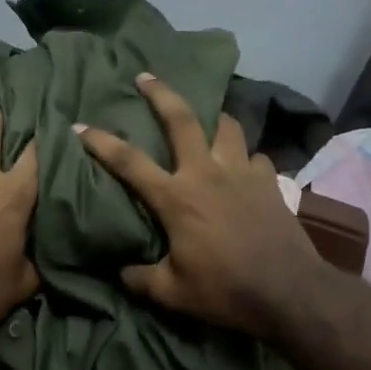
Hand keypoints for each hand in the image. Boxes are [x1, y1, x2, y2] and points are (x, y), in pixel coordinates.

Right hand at [76, 73, 321, 341]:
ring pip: (226, 127)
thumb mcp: (172, 294)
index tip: (79, 125)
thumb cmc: (225, 291)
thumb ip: (141, 279)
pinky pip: (255, 157)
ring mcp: (242, 174)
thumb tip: (121, 272)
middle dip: (161, 93)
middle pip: (182, 120)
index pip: (130, 162)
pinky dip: (245, 157)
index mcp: (176, 198)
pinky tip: (242, 167)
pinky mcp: (270, 183)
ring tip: (205, 117)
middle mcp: (207, 174)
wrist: (291, 293)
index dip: (101, 142)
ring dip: (212, 117)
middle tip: (146, 76)